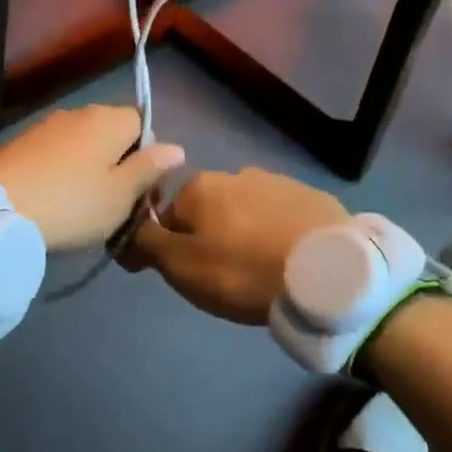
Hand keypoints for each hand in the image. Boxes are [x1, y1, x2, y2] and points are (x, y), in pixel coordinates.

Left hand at [0, 105, 183, 252]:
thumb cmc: (71, 204)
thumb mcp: (120, 195)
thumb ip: (149, 168)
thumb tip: (177, 147)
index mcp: (110, 119)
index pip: (144, 125)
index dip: (148, 157)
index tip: (139, 193)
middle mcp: (80, 112)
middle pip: (113, 133)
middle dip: (118, 163)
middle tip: (113, 205)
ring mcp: (47, 125)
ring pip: (83, 144)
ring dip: (89, 168)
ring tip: (81, 207)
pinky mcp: (22, 142)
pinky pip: (56, 153)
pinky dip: (61, 171)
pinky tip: (54, 199)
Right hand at [128, 167, 347, 324]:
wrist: (327, 273)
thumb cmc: (244, 270)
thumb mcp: (182, 266)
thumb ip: (146, 243)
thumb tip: (124, 228)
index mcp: (200, 187)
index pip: (167, 214)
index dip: (171, 246)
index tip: (187, 275)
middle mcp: (235, 174)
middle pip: (208, 209)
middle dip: (210, 237)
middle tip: (225, 277)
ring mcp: (276, 182)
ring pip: (245, 210)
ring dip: (245, 233)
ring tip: (259, 271)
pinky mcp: (311, 197)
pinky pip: (281, 216)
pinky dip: (277, 233)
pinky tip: (288, 260)